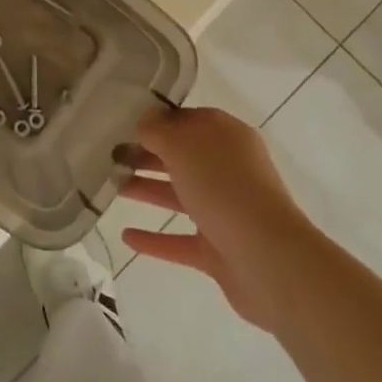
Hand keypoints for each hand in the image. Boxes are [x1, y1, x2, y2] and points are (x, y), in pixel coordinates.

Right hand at [120, 105, 311, 330]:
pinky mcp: (219, 250)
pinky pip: (180, 240)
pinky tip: (126, 236)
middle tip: (111, 155)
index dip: (156, 121)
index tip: (122, 123)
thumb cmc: (224, 188)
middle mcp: (229, 171)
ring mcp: (225, 211)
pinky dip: (155, 239)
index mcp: (227, 137)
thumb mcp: (182, 145)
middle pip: (181, 157)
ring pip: (179, 195)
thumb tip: (145, 124)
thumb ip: (157, 130)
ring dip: (146, 190)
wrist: (270, 260)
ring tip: (112, 187)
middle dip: (147, 155)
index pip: (187, 120)